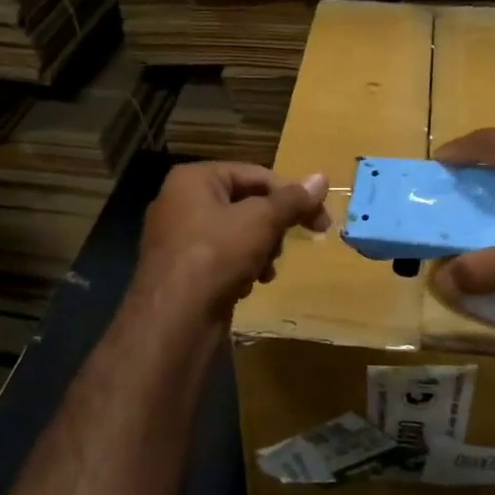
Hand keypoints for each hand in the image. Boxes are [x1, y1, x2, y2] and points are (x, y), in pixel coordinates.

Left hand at [136, 162, 329, 315]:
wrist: (173, 319)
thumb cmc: (216, 256)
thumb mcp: (261, 221)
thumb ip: (292, 200)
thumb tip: (321, 177)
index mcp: (195, 179)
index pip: (256, 175)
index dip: (292, 196)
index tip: (321, 221)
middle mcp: (181, 201)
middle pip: (246, 204)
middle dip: (272, 228)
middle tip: (286, 248)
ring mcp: (178, 237)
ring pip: (237, 233)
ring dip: (260, 251)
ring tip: (265, 271)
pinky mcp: (182, 268)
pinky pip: (221, 257)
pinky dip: (240, 268)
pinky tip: (247, 286)